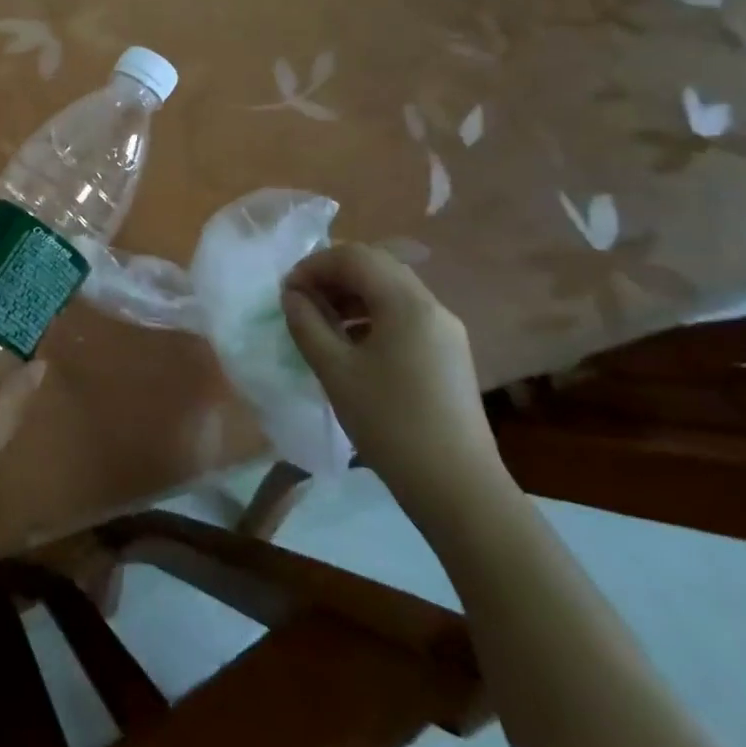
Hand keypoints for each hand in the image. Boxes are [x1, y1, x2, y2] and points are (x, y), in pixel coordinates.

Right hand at [280, 243, 505, 523]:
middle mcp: (431, 306)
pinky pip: (403, 316)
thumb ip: (307, 323)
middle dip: (332, 276)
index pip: (354, 257)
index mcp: (406, 303)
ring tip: (320, 323)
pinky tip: (351, 346)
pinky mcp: (449, 354)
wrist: (459, 490)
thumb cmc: (390, 424)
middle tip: (300, 302)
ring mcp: (445, 330)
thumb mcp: (335, 370)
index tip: (287, 292)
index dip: (314, 266)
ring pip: (390, 291)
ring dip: (350, 296)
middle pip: (375, 267)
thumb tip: (292, 295)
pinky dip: (370, 316)